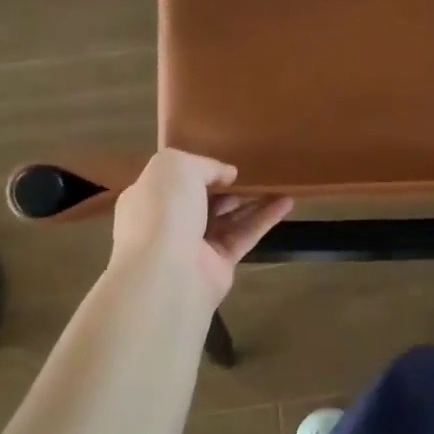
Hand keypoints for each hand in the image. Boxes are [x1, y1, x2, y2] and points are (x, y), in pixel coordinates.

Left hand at [109, 149, 292, 302]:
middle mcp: (167, 222)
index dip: (195, 169)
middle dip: (226, 186)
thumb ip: (204, 164)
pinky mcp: (218, 265)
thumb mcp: (176, 166)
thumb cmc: (163, 210)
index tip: (221, 161)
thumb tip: (228, 175)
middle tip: (253, 171)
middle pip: (202, 200)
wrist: (167, 272)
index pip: (171, 180)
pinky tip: (287, 202)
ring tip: (278, 182)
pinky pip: (244, 236)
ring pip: (227, 218)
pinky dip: (265, 219)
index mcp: (146, 197)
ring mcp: (192, 246)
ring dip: (251, 200)